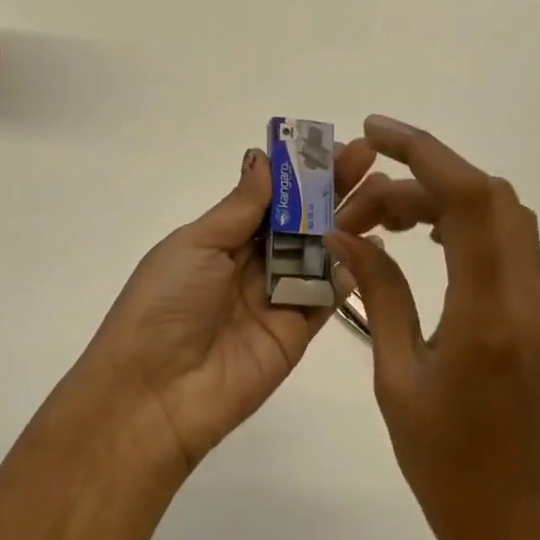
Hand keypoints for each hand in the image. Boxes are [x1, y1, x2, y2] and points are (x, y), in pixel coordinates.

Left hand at [81, 138, 376, 472]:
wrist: (154, 394)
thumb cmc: (166, 304)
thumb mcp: (196, 244)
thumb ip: (240, 206)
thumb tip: (264, 157)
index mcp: (222, 238)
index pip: (272, 196)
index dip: (302, 172)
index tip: (336, 145)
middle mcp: (252, 263)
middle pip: (301, 220)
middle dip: (334, 189)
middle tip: (371, 159)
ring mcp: (277, 297)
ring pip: (321, 251)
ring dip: (350, 221)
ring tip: (385, 193)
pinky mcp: (297, 332)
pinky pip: (327, 295)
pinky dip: (351, 271)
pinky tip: (376, 243)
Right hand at [327, 116, 539, 539]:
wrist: (522, 530)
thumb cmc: (447, 467)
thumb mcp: (395, 378)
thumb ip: (378, 294)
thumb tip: (346, 235)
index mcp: (489, 317)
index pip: (468, 200)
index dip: (423, 151)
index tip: (375, 132)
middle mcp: (530, 300)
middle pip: (489, 196)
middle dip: (423, 175)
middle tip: (365, 199)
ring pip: (502, 215)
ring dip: (443, 199)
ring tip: (385, 220)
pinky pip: (508, 245)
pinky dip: (464, 223)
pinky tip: (425, 242)